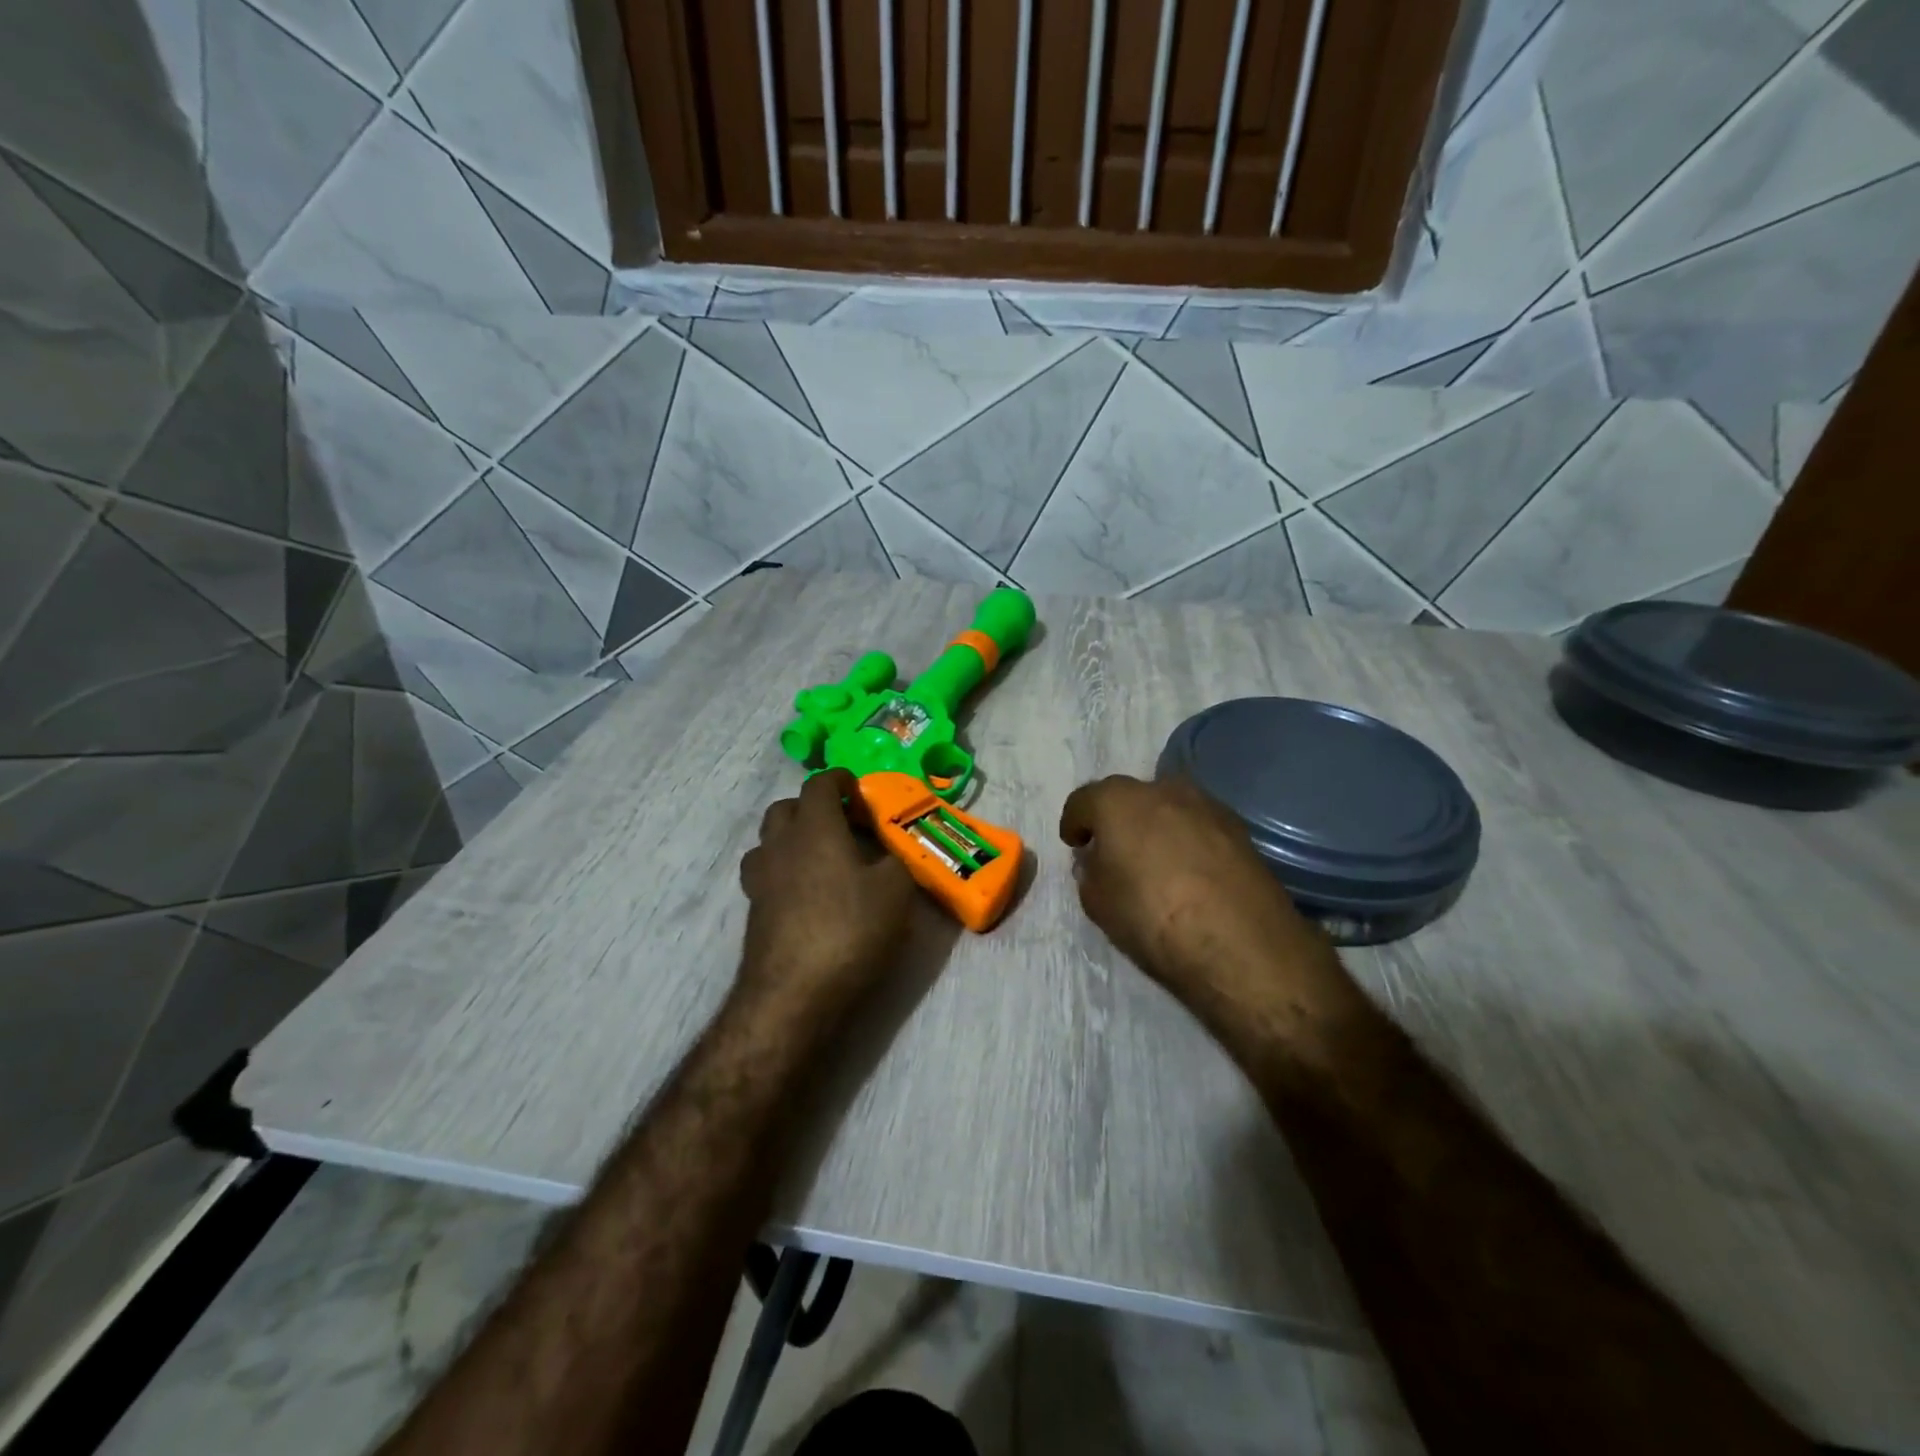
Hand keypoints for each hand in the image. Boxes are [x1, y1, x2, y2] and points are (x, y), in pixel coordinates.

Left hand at [739, 769, 916, 1021]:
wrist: (794, 994)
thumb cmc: (849, 930)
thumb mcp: (895, 891)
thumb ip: (897, 860)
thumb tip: (891, 851)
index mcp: (815, 828)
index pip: (819, 784)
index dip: (840, 781)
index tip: (859, 792)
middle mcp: (781, 844)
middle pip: (786, 807)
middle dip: (813, 807)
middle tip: (844, 825)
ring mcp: (761, 878)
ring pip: (770, 841)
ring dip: (793, 839)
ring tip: (822, 859)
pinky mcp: (753, 910)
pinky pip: (766, 874)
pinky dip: (784, 871)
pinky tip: (807, 894)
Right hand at [1059, 775, 1334, 1023]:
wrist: (1239, 944)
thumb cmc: (1152, 918)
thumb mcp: (1098, 902)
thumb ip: (1090, 871)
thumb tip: (1098, 859)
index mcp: (1117, 801)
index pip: (1083, 801)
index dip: (1075, 823)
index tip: (1075, 845)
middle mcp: (1162, 789)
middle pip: (1128, 797)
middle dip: (1117, 819)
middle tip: (1115, 851)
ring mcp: (1206, 804)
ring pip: (1168, 806)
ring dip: (1157, 826)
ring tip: (1157, 861)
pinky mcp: (1240, 827)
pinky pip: (1199, 825)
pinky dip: (1189, 840)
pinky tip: (1191, 872)